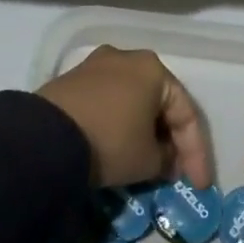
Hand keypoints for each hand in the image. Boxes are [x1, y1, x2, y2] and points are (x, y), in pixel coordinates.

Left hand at [38, 46, 213, 189]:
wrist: (44, 138)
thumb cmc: (109, 142)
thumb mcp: (147, 160)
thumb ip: (167, 160)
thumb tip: (166, 159)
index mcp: (154, 69)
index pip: (186, 113)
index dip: (196, 153)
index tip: (199, 184)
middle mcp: (127, 58)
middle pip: (158, 102)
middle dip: (169, 138)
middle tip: (175, 170)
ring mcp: (96, 65)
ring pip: (132, 100)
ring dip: (143, 130)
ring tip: (147, 161)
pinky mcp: (72, 80)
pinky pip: (107, 102)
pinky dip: (118, 123)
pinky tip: (119, 146)